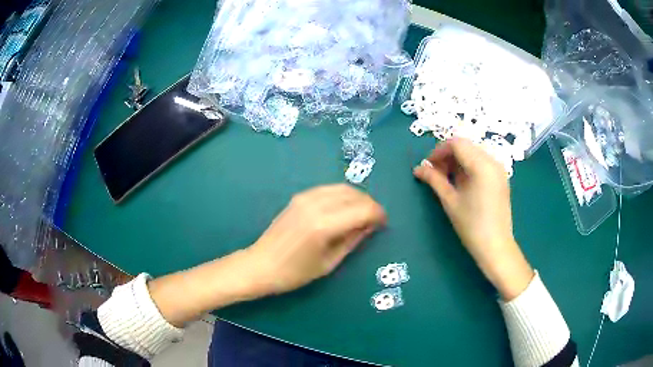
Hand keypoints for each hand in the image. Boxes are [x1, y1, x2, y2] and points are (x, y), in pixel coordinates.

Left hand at [148, 184, 385, 326]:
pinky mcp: (299, 197)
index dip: (378, 215)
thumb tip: (371, 225)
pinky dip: (342, 196)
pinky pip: (328, 189)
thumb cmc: (295, 272)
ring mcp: (305, 197)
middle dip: (370, 205)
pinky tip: (343, 209)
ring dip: (357, 198)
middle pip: (355, 194)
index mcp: (324, 224)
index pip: (363, 209)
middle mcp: (316, 204)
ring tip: (361, 214)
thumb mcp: (329, 262)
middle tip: (374, 220)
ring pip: (342, 188)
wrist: (260, 264)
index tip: (383, 224)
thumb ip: (353, 240)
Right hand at [413, 138, 532, 299]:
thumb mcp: (450, 201)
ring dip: (458, 160)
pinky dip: (468, 166)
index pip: (456, 144)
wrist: (496, 246)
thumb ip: (434, 180)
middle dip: (447, 155)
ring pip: (474, 152)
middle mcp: (493, 161)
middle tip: (434, 172)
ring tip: (446, 177)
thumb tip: (418, 169)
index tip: (427, 166)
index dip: (438, 151)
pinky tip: (461, 181)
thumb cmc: (472, 225)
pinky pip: (482, 162)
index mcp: (481, 165)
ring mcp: (499, 169)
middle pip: (466, 146)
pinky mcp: (501, 177)